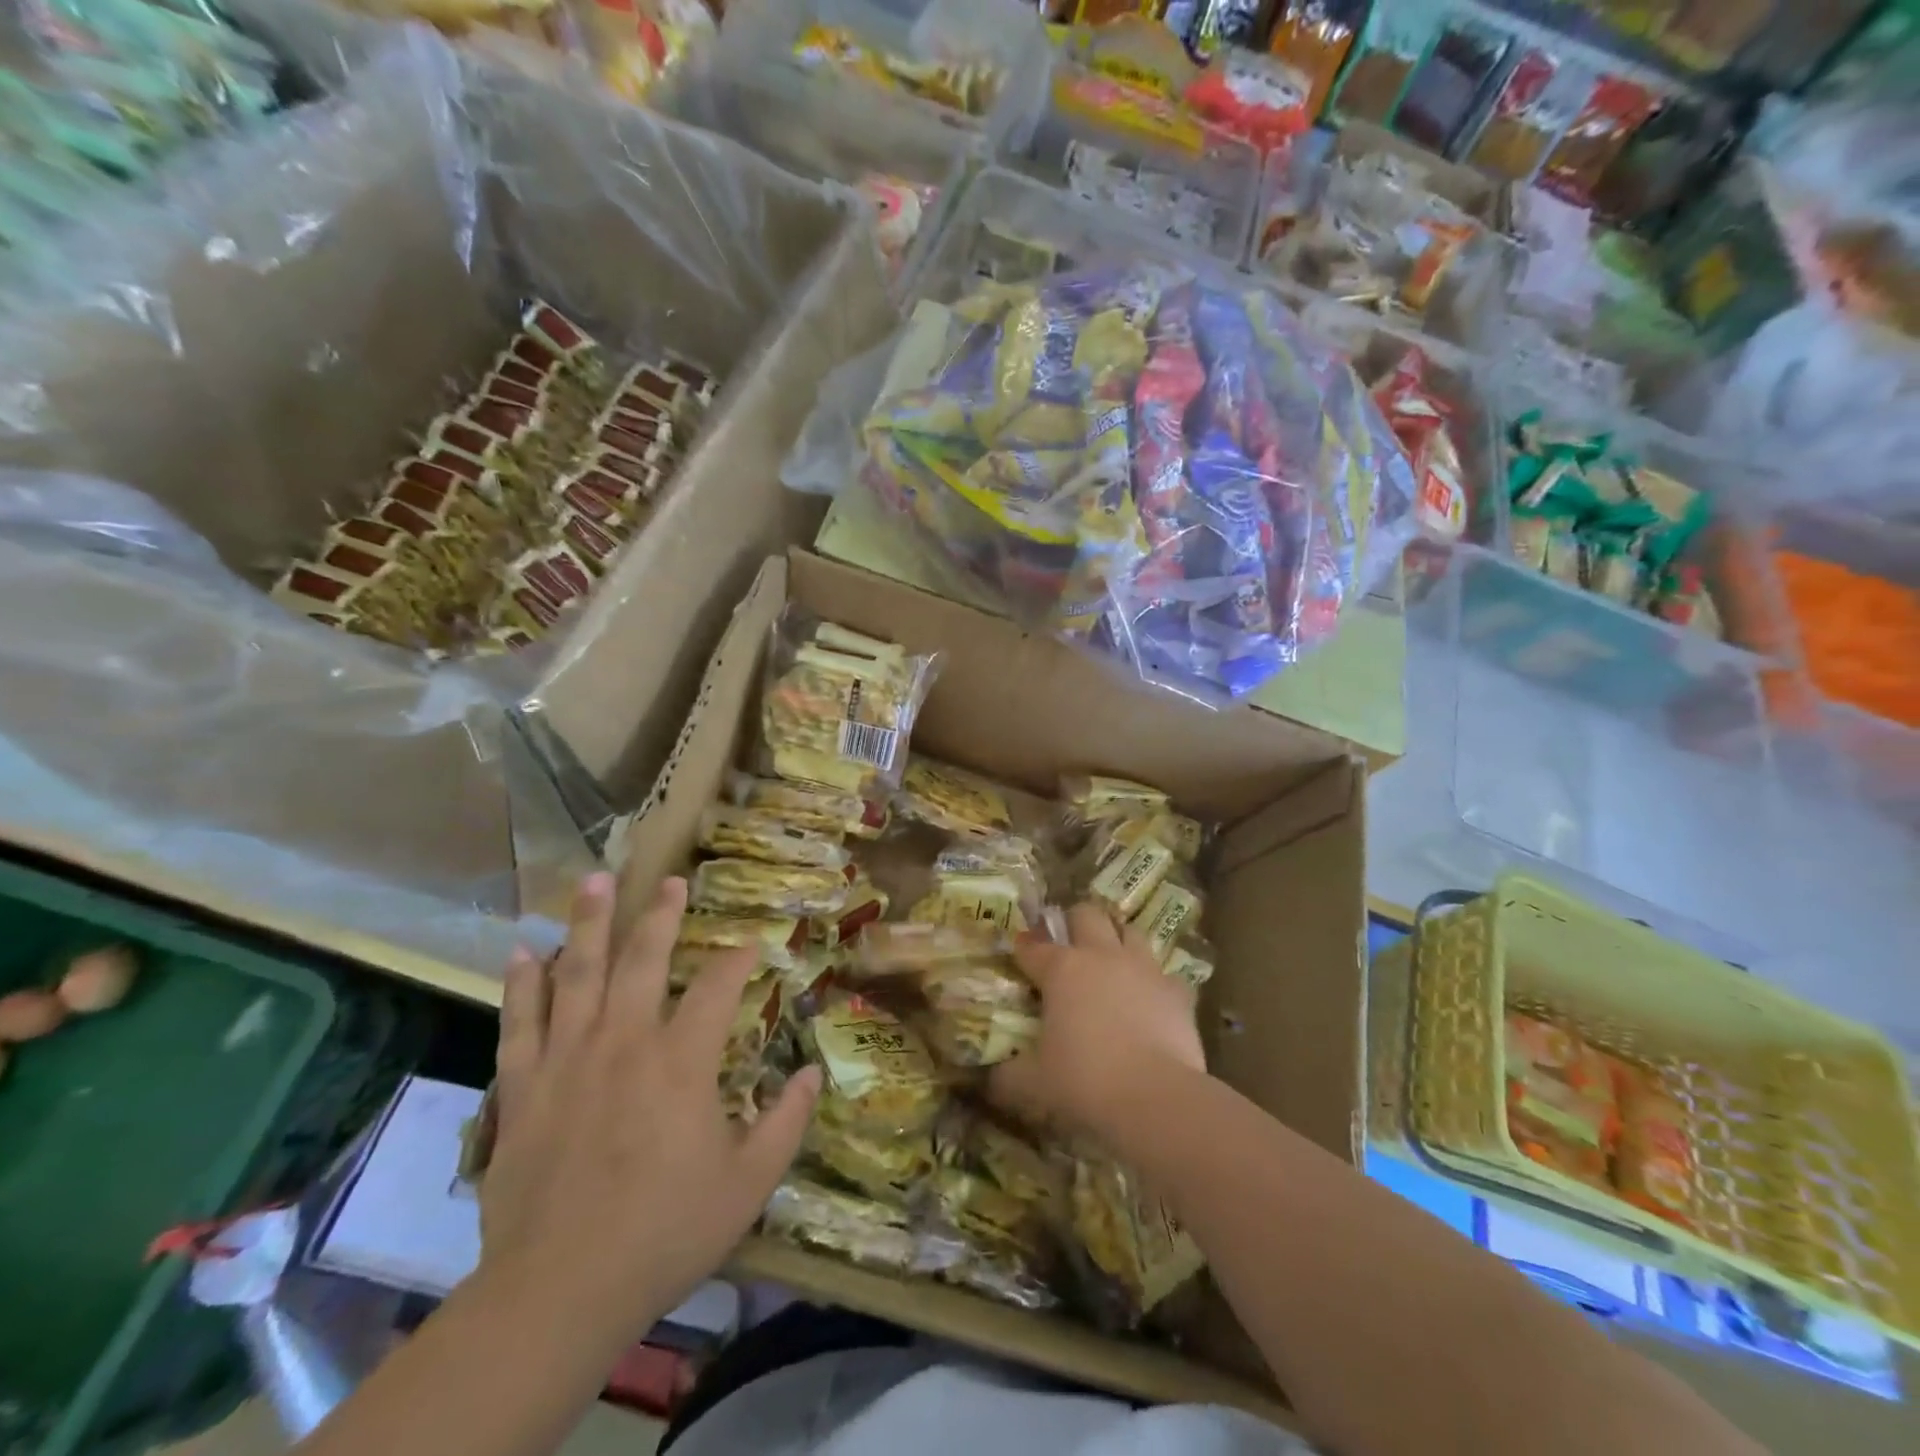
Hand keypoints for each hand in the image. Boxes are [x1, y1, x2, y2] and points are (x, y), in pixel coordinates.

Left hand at [480, 872, 820, 1347]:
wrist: (560, 1291)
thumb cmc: (665, 1232)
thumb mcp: (749, 1183)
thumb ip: (787, 1122)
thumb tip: (814, 1074)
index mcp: (682, 1060)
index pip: (719, 987)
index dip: (738, 960)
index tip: (751, 945)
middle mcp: (625, 1042)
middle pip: (643, 960)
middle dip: (660, 915)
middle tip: (669, 880)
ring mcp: (568, 1059)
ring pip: (577, 974)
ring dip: (586, 924)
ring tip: (593, 880)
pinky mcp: (524, 1087)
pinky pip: (520, 1022)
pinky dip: (520, 984)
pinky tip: (519, 950)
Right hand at [990, 903, 1205, 1144]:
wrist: (1156, 1098)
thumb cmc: (1085, 1082)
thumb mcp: (1034, 1083)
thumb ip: (1009, 1075)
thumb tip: (993, 1078)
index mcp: (1061, 969)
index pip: (1033, 946)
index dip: (1023, 948)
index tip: (1019, 953)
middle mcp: (1102, 956)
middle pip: (1087, 915)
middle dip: (1074, 922)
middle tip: (1068, 945)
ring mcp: (1144, 969)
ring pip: (1130, 932)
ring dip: (1118, 941)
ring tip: (1111, 963)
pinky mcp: (1177, 991)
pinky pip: (1164, 975)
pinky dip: (1154, 983)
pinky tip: (1150, 1001)